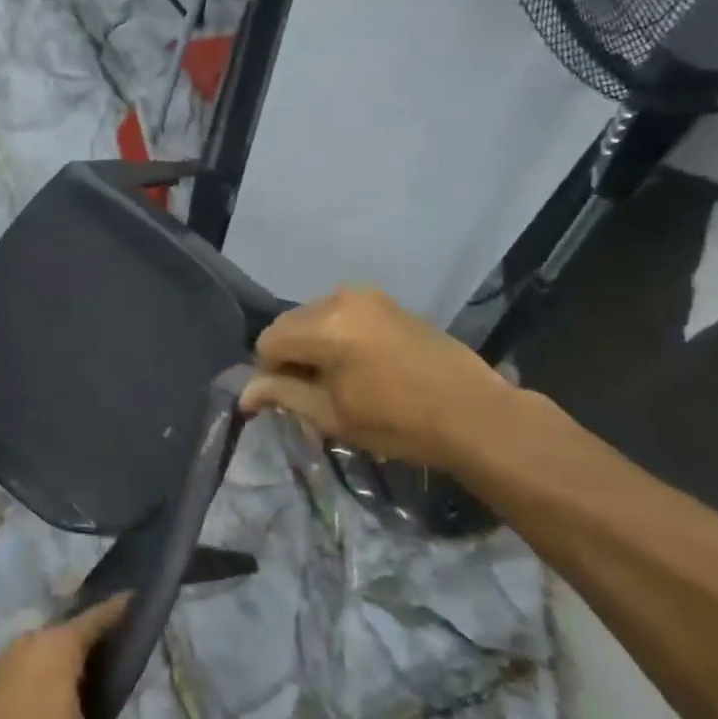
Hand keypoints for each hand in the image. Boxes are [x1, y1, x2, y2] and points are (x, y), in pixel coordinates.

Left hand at [0, 595, 158, 718]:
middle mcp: (29, 645)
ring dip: (74, 668)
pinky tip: (66, 712)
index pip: (99, 615)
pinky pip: (32, 673)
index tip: (141, 598)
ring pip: (50, 655)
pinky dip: (53, 683)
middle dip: (100, 643)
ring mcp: (3, 666)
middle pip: (73, 633)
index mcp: (57, 648)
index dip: (122, 608)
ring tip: (103, 689)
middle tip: (131, 659)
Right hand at [241, 286, 518, 470]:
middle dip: (289, 356)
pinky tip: (359, 364)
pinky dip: (337, 335)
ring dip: (312, 344)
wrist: (474, 414)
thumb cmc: (398, 422)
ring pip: (315, 317)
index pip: (268, 342)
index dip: (268, 373)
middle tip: (310, 393)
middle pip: (289, 324)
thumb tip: (244, 395)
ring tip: (336, 379)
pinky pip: (343, 313)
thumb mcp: (332, 415)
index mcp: (324, 326)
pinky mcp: (389, 302)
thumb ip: (283, 396)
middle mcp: (341, 299)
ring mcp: (368, 296)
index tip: (289, 400)